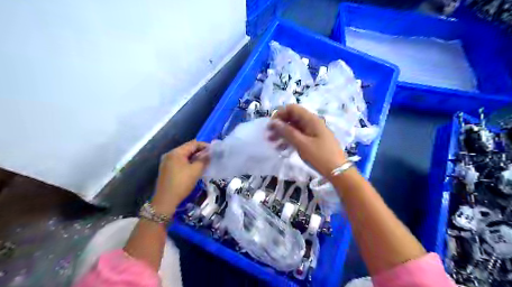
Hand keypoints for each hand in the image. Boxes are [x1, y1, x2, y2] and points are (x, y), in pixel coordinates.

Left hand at [151, 141, 208, 216]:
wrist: (165, 200)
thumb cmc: (182, 183)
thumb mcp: (196, 170)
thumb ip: (204, 159)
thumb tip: (210, 153)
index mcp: (176, 152)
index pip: (193, 143)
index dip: (204, 145)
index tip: (214, 150)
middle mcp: (170, 154)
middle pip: (188, 149)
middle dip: (200, 152)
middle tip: (211, 156)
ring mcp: (167, 162)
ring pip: (184, 156)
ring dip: (195, 158)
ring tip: (205, 162)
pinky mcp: (167, 169)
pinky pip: (180, 162)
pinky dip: (188, 163)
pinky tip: (195, 168)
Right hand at [268, 105, 348, 177]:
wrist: (338, 171)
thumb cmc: (320, 156)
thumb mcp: (301, 144)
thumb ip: (287, 132)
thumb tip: (274, 122)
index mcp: (310, 119)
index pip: (291, 108)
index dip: (279, 114)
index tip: (270, 126)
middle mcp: (311, 122)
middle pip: (292, 118)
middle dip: (279, 125)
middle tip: (268, 136)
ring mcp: (313, 131)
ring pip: (294, 128)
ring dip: (282, 134)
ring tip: (272, 144)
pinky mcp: (313, 140)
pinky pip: (299, 136)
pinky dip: (289, 140)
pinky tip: (281, 149)